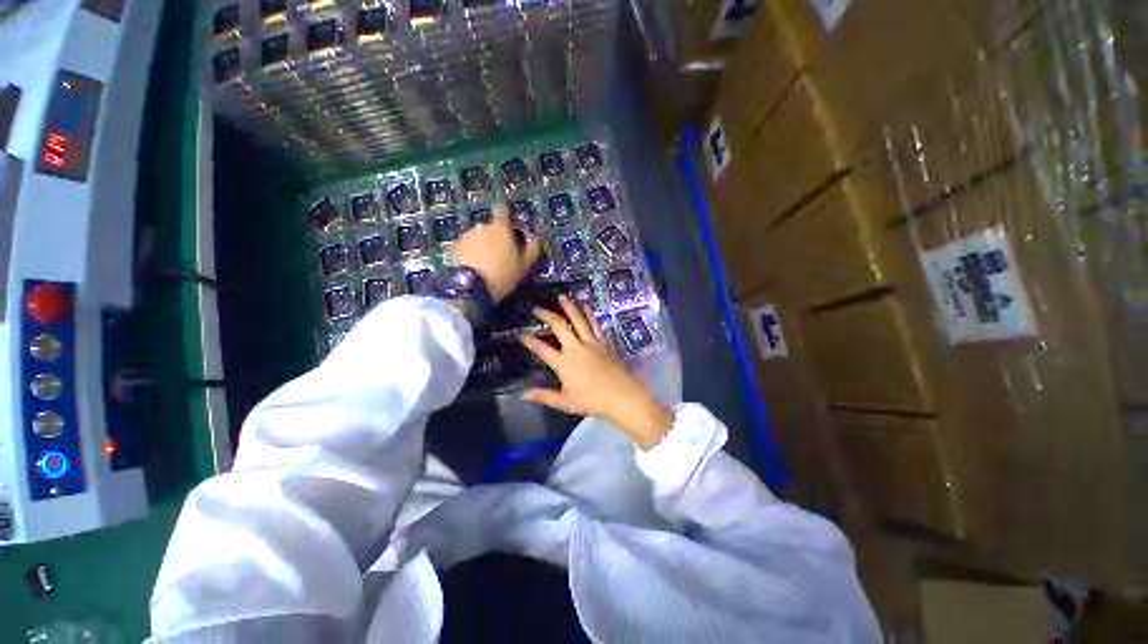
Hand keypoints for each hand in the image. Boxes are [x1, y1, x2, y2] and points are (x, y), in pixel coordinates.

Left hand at [453, 203, 542, 302]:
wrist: (473, 288)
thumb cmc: (503, 275)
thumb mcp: (524, 265)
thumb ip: (533, 249)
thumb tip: (540, 238)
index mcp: (501, 228)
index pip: (503, 210)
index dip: (506, 214)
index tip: (510, 224)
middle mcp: (483, 226)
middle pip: (491, 226)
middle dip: (496, 236)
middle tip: (502, 253)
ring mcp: (468, 235)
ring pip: (478, 235)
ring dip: (483, 243)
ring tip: (487, 262)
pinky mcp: (456, 246)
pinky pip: (468, 245)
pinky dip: (472, 251)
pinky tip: (476, 265)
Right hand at [519, 295, 672, 448]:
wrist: (622, 397)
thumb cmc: (593, 401)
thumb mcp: (565, 402)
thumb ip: (544, 396)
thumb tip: (523, 393)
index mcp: (564, 363)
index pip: (542, 349)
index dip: (529, 341)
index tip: (521, 334)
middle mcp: (576, 348)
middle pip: (559, 327)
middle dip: (547, 315)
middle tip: (538, 309)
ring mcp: (591, 343)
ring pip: (578, 320)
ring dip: (569, 307)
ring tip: (562, 296)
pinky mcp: (604, 343)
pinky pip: (595, 325)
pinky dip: (590, 314)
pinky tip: (586, 305)